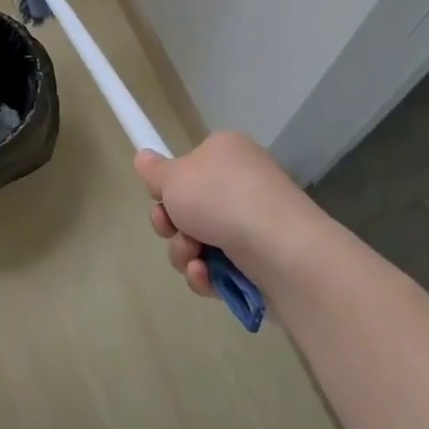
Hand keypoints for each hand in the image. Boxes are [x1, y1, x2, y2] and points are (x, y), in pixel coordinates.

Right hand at [135, 132, 330, 298]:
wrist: (285, 252)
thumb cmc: (223, 200)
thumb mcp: (174, 177)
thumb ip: (154, 171)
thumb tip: (144, 157)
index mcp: (226, 153)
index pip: (188, 166)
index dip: (168, 185)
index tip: (160, 198)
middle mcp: (242, 184)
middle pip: (189, 206)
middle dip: (172, 224)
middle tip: (170, 228)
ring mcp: (254, 225)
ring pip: (200, 240)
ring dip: (185, 251)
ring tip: (194, 257)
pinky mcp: (261, 263)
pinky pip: (220, 268)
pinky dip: (207, 274)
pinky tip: (206, 276)